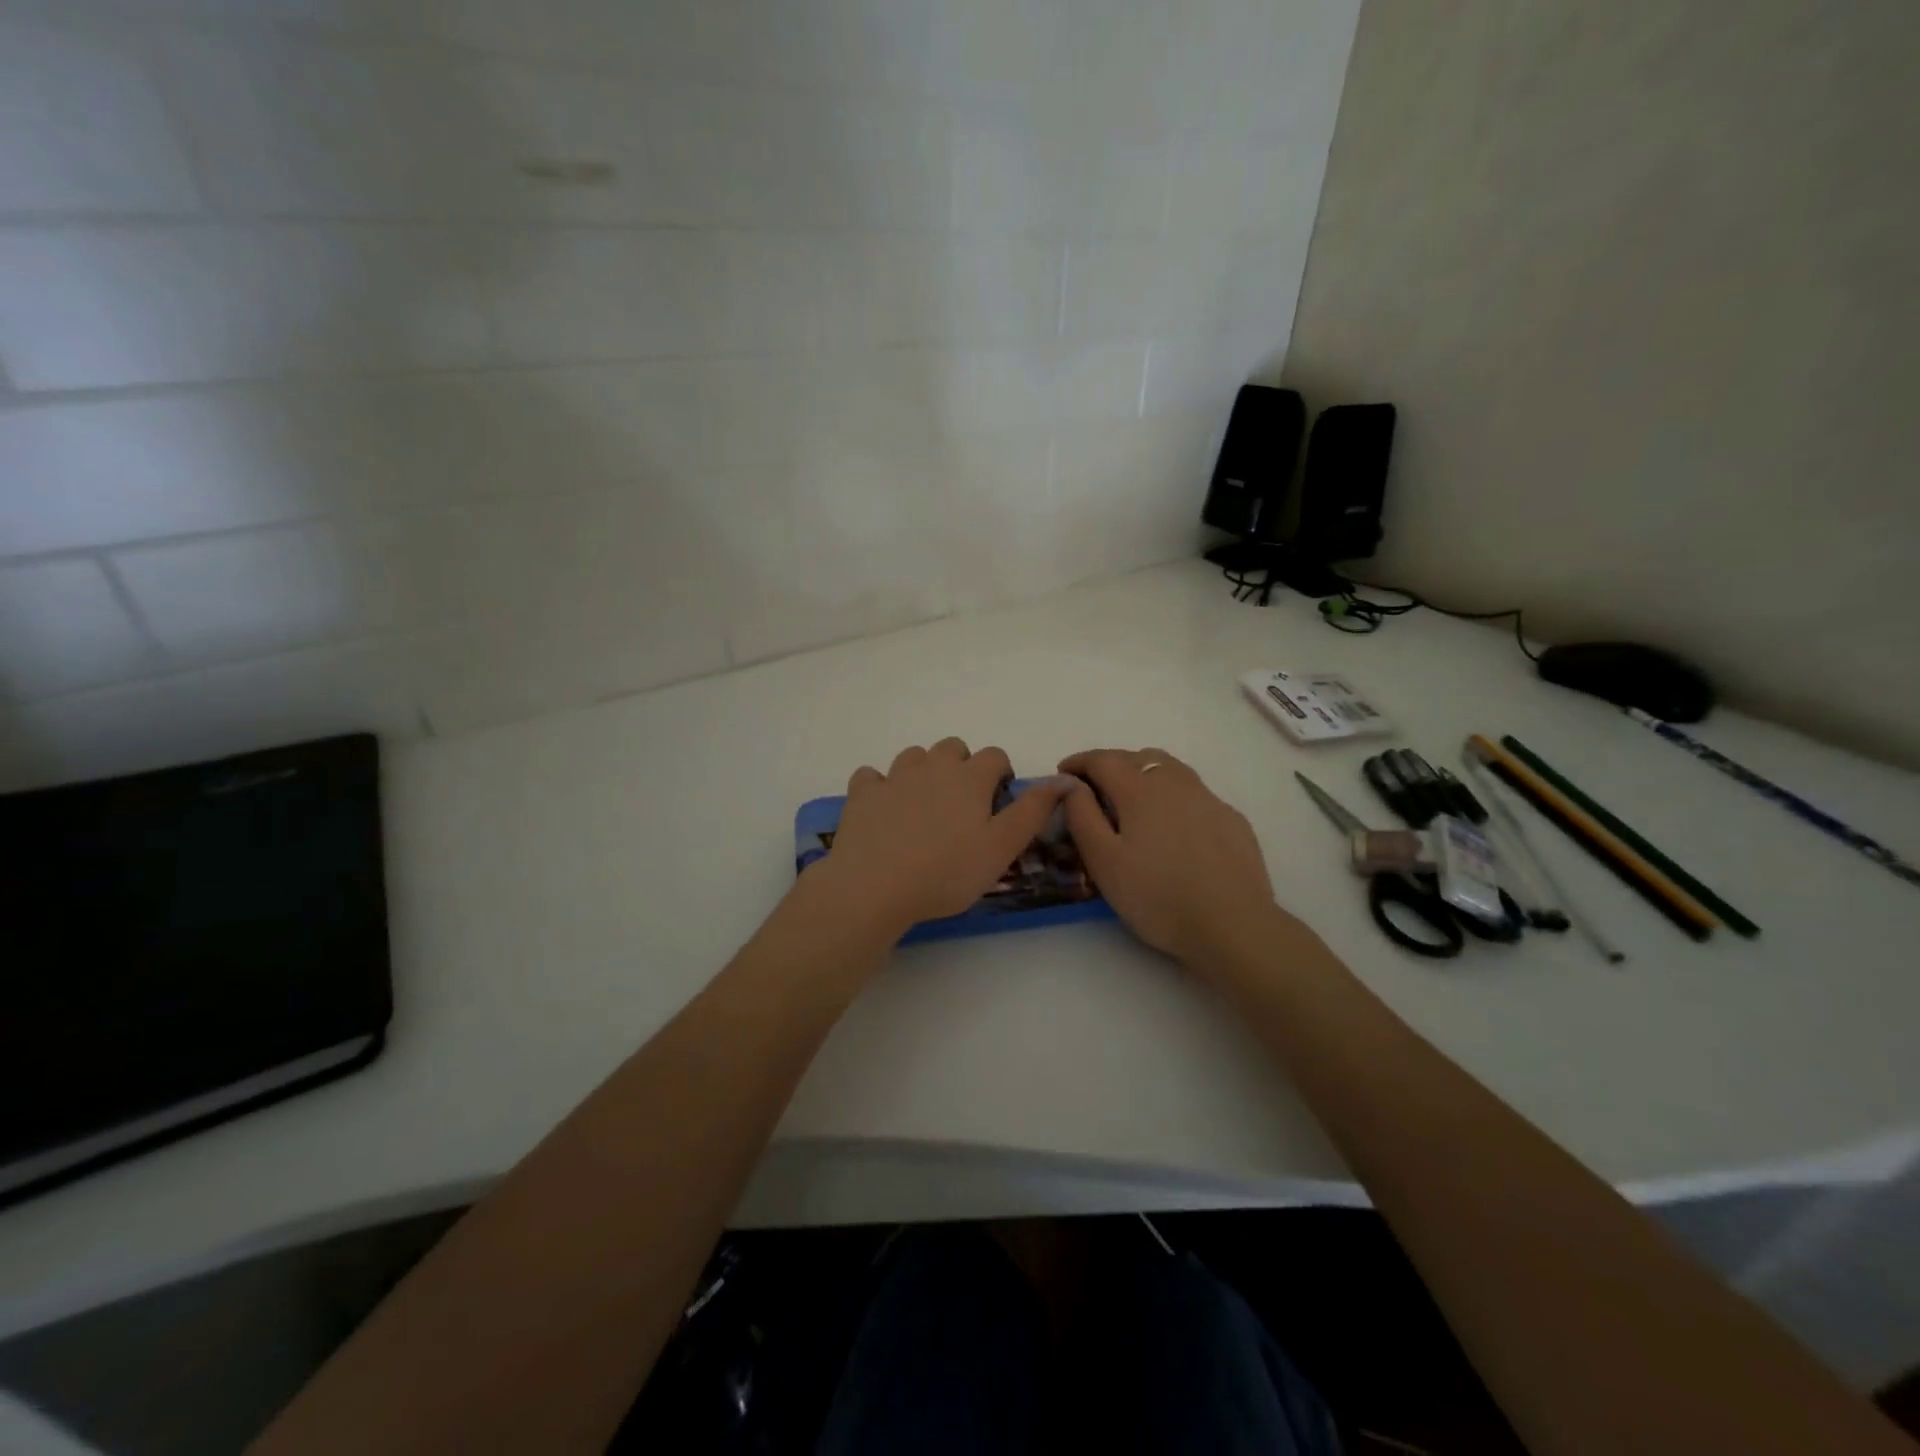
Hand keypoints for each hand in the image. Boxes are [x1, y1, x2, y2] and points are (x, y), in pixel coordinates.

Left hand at [811, 739, 1071, 935]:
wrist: (876, 886)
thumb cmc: (947, 871)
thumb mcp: (1002, 847)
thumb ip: (1033, 811)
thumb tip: (1064, 780)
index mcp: (970, 778)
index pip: (994, 756)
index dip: (1000, 774)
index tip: (998, 801)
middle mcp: (932, 766)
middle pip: (952, 747)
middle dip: (962, 766)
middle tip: (962, 805)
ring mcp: (893, 777)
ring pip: (914, 756)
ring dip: (923, 772)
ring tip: (924, 807)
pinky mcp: (862, 794)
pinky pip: (872, 776)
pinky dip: (880, 786)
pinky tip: (883, 809)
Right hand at [1058, 748, 1280, 968]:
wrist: (1232, 924)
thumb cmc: (1156, 895)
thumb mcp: (1103, 861)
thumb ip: (1082, 816)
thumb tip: (1071, 784)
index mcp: (1140, 790)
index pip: (1102, 760)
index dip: (1079, 762)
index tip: (1063, 773)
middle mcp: (1175, 783)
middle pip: (1138, 757)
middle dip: (1111, 764)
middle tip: (1094, 787)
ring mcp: (1208, 799)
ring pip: (1171, 769)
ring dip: (1144, 773)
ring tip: (1132, 798)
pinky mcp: (1231, 820)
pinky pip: (1195, 793)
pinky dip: (1173, 795)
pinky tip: (1173, 823)